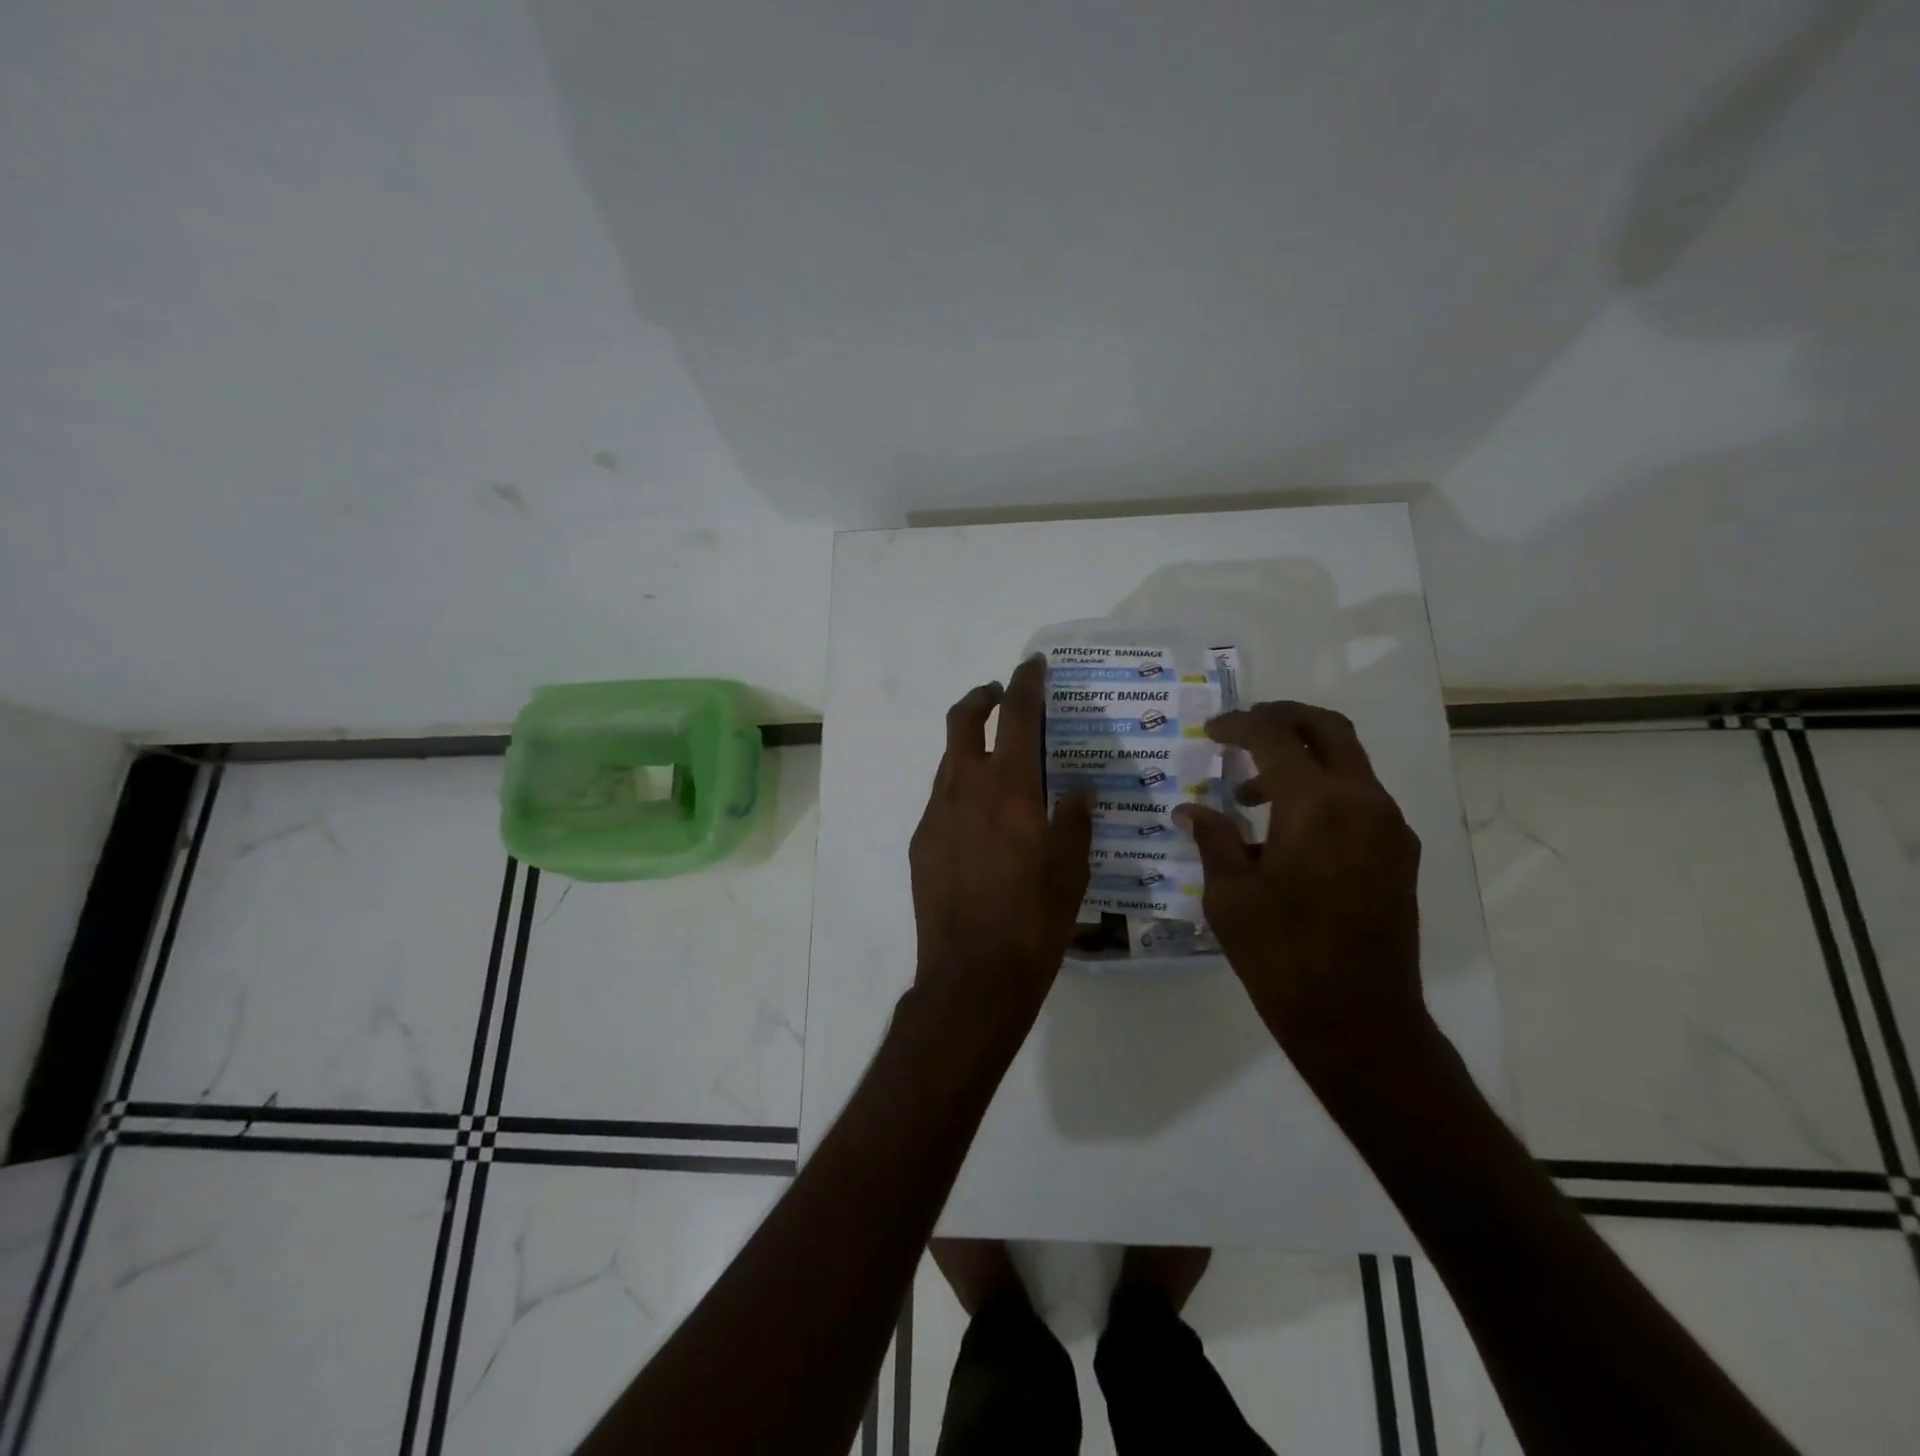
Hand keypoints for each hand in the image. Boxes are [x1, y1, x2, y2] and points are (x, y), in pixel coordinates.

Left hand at [909, 657, 1093, 1028]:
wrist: (971, 975)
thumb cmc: (1033, 919)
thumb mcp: (1071, 868)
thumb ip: (1075, 818)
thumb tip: (1076, 789)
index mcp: (1008, 787)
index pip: (1017, 716)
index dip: (1026, 683)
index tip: (1033, 665)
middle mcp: (965, 788)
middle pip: (963, 721)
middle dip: (982, 698)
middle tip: (1002, 697)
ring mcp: (936, 815)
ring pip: (949, 761)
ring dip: (971, 746)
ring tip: (999, 761)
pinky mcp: (921, 843)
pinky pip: (942, 800)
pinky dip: (961, 790)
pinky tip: (981, 820)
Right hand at [1174, 702, 1426, 1077]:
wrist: (1359, 1021)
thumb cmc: (1282, 956)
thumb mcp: (1230, 896)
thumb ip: (1213, 839)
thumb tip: (1190, 810)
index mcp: (1317, 805)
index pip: (1275, 737)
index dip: (1238, 725)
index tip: (1210, 732)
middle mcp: (1364, 802)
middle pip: (1328, 729)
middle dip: (1282, 718)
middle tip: (1242, 729)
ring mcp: (1390, 827)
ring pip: (1348, 762)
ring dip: (1301, 759)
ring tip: (1251, 796)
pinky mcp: (1399, 854)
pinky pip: (1360, 798)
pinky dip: (1323, 791)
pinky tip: (1287, 830)